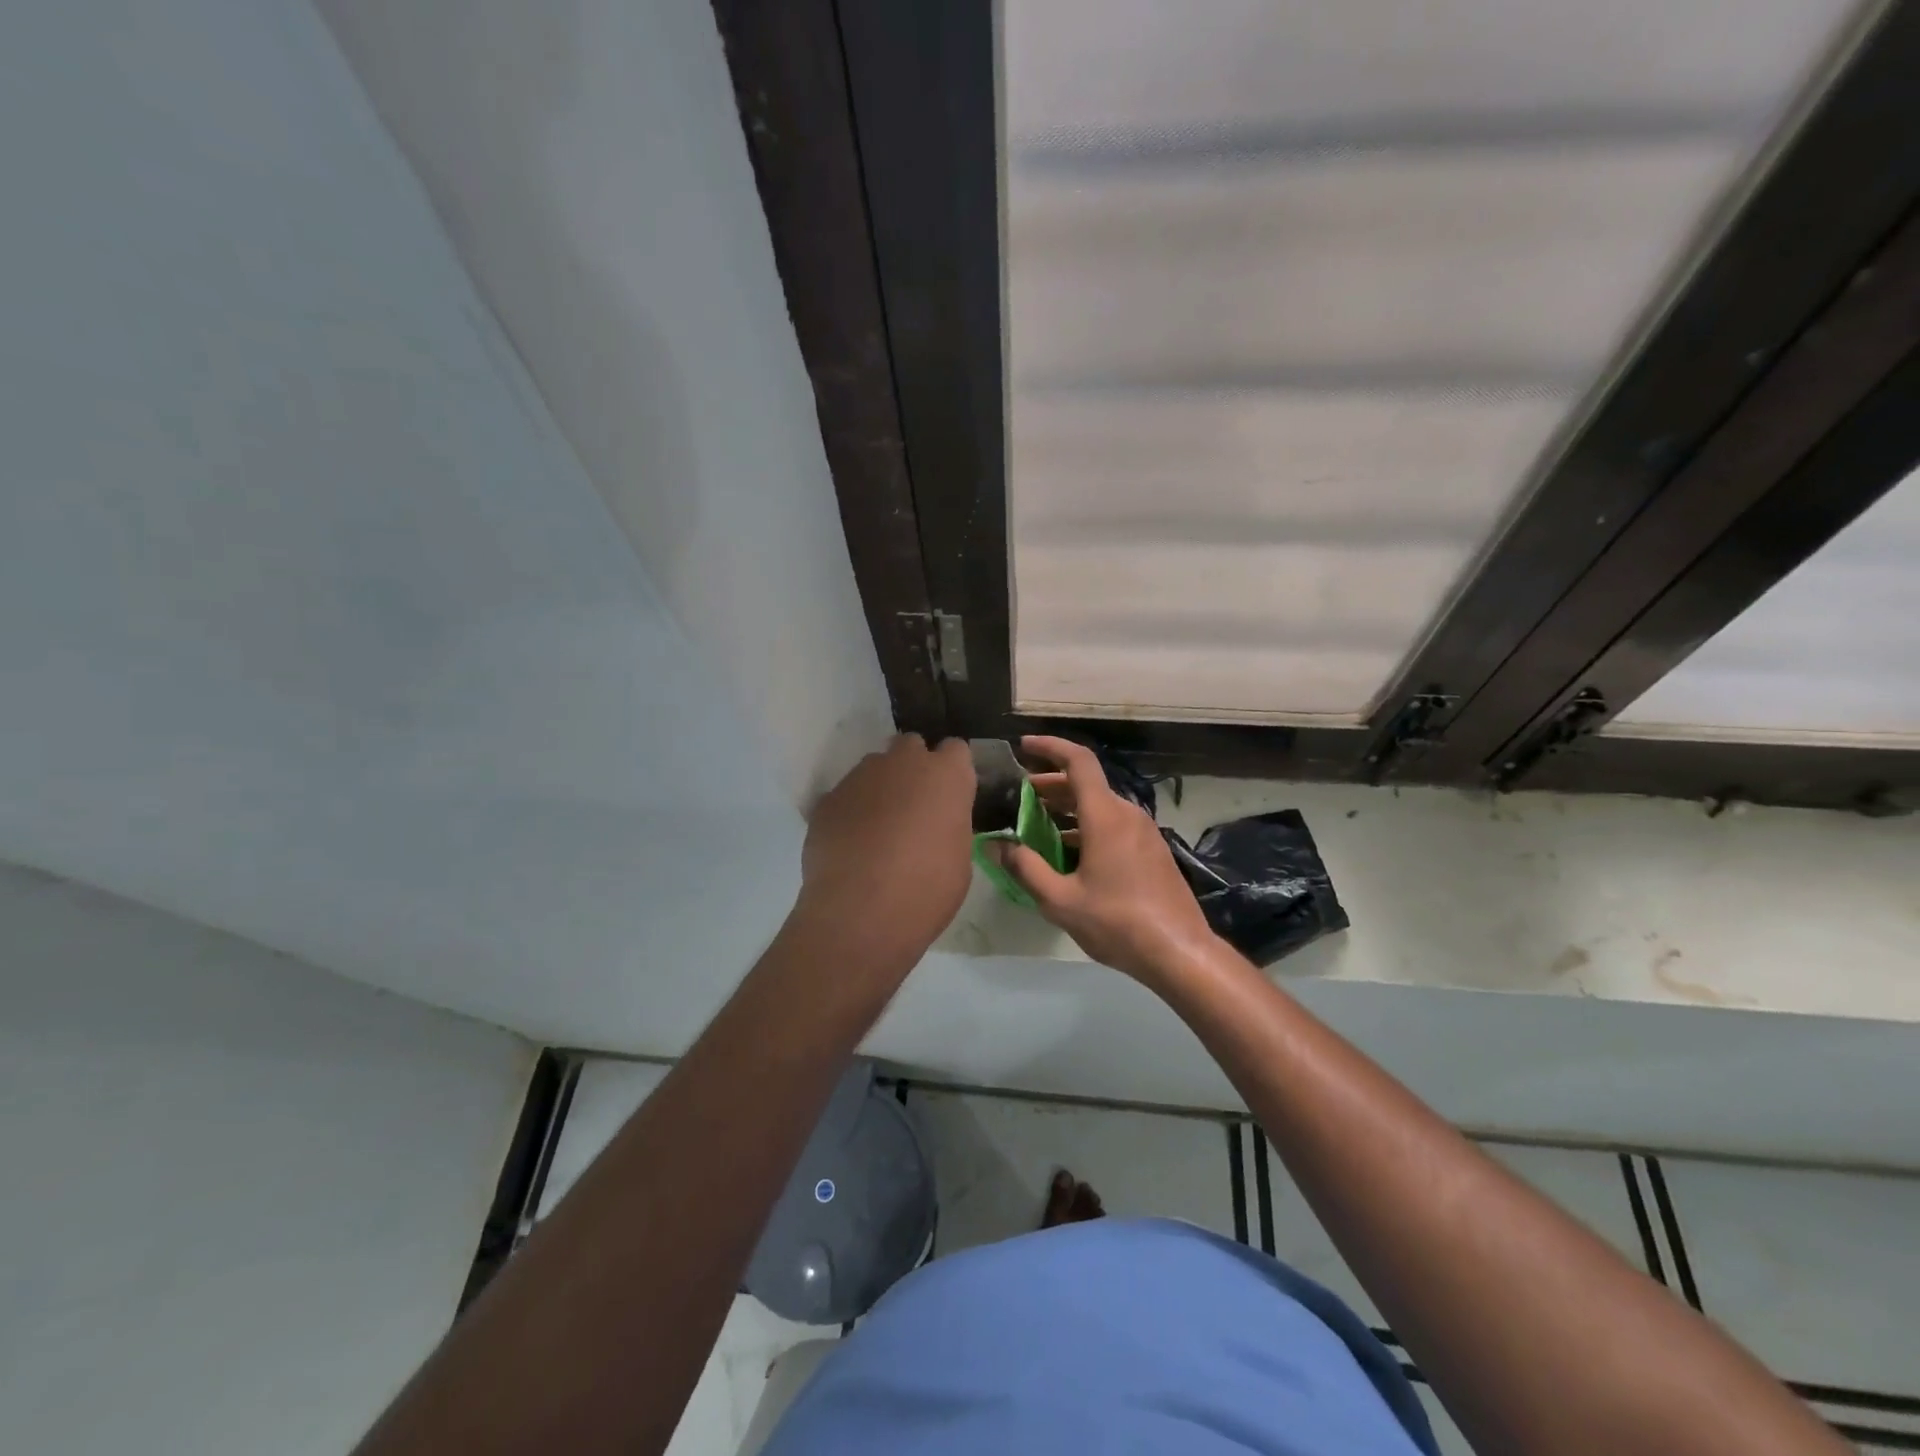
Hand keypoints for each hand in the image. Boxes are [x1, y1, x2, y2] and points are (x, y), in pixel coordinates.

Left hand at [796, 734, 976, 963]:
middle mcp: (903, 763)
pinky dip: (850, 812)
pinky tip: (850, 846)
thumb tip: (937, 822)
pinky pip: (844, 796)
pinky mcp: (827, 799)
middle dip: (912, 768)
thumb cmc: (927, 889)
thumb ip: (949, 824)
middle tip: (914, 808)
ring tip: (877, 831)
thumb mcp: (959, 858)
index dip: (952, 771)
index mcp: (946, 775)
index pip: (955, 749)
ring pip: (874, 769)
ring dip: (879, 789)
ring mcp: (860, 777)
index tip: (949, 796)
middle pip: (910, 747)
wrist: (861, 912)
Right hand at [991, 736, 1219, 985]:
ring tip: (1036, 823)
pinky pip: (1113, 824)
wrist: (1180, 952)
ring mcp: (1143, 832)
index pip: (1078, 761)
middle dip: (1050, 783)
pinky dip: (1086, 825)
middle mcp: (1126, 814)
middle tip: (1018, 794)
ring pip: (1099, 805)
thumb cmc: (1117, 923)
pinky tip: (1068, 852)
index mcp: (1105, 816)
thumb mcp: (1060, 901)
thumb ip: (1025, 868)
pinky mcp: (1151, 850)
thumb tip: (996, 845)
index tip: (1023, 747)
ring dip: (1067, 807)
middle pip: (1086, 783)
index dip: (1050, 747)